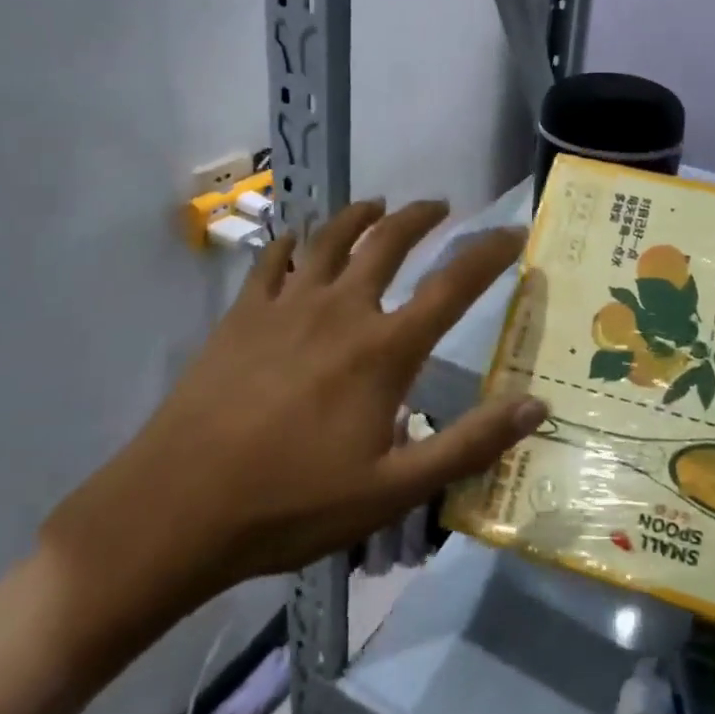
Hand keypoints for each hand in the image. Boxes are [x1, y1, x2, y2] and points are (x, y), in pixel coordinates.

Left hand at [40, 200, 544, 672]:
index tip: (513, 230)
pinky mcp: (242, 314)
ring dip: (360, 214)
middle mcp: (341, 309)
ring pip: (331, 237)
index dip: (489, 253)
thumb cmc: (293, 503)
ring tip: (378, 205)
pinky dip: (292, 241)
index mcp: (384, 349)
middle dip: (421, 217)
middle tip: (440, 206)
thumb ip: (469, 445)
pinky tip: (297, 239)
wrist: (177, 508)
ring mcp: (286, 305)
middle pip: (389, 241)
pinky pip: (272, 260)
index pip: (453, 285)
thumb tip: (536, 406)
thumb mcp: (394, 489)